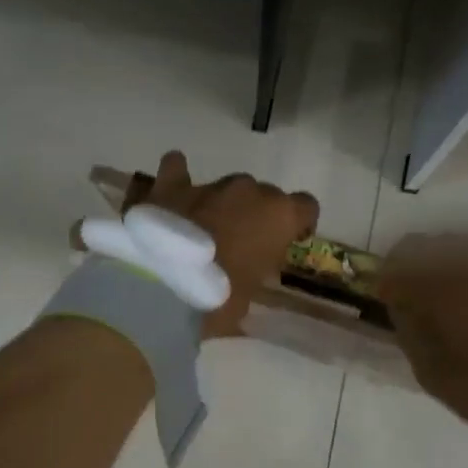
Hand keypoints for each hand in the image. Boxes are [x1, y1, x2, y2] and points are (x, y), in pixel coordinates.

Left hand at [142, 151, 319, 338]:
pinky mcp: (171, 184)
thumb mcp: (250, 295)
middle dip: (253, 215)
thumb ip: (256, 270)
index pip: (306, 206)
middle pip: (262, 195)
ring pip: (224, 186)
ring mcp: (210, 184)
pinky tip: (171, 193)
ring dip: (219, 203)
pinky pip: (176, 168)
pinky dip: (177, 178)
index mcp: (279, 216)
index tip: (287, 240)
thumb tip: (248, 266)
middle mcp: (249, 191)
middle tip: (236, 243)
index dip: (298, 223)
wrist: (162, 287)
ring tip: (200, 229)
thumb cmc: (218, 299)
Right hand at [381, 222, 467, 442]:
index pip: (399, 257)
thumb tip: (402, 301)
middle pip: (436, 244)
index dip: (393, 277)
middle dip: (428, 267)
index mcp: (438, 280)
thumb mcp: (430, 371)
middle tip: (433, 298)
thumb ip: (409, 327)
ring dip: (467, 259)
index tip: (395, 298)